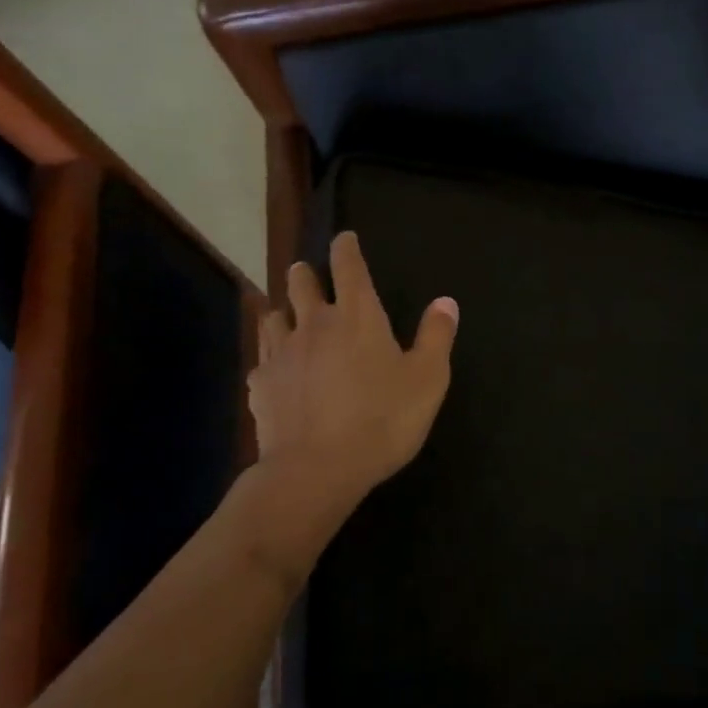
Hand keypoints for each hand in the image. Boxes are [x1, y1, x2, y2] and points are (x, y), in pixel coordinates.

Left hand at [250, 231, 457, 526]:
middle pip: (299, 282)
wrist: (317, 469)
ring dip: (282, 311)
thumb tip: (446, 301)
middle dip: (304, 273)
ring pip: (273, 316)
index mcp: (357, 316)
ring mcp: (281, 353)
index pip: (348, 266)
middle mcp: (314, 323)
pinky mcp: (261, 385)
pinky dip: (270, 359)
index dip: (346, 247)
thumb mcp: (428, 379)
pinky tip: (277, 373)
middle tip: (307, 274)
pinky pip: (262, 361)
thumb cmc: (382, 420)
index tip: (344, 238)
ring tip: (288, 317)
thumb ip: (436, 336)